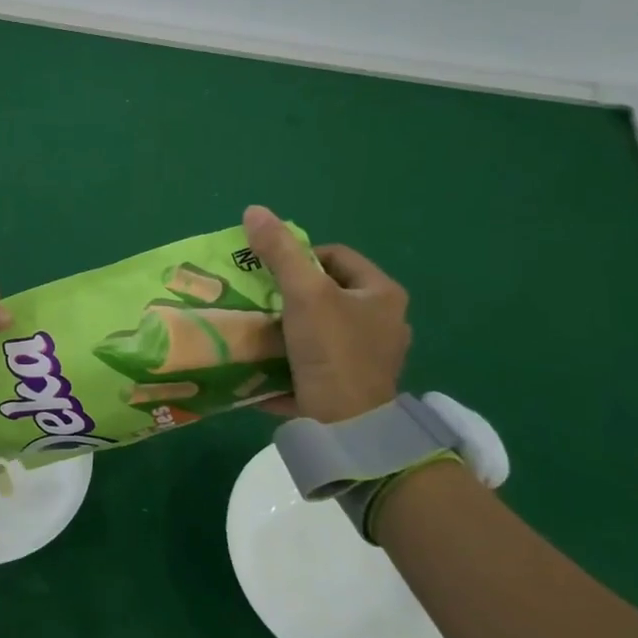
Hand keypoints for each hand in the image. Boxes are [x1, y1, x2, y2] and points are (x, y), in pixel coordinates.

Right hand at [242, 205, 410, 423]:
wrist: (347, 426)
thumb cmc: (332, 351)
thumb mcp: (304, 293)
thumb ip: (279, 252)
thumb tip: (254, 210)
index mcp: (383, 294)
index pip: (336, 256)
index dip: (299, 256)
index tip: (268, 272)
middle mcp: (383, 322)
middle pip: (326, 293)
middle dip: (288, 294)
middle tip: (258, 298)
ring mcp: (368, 357)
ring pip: (319, 328)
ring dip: (287, 327)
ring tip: (256, 327)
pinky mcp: (350, 384)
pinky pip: (315, 360)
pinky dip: (291, 357)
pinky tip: (266, 359)